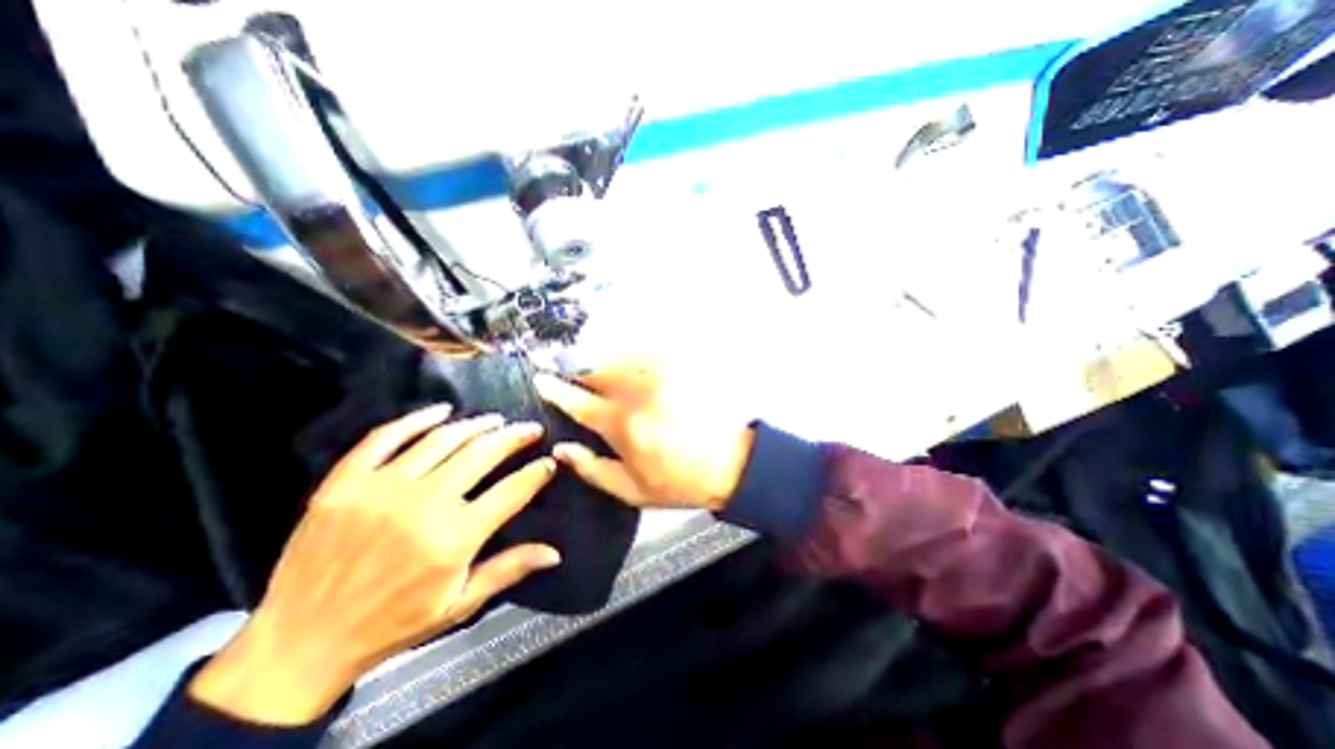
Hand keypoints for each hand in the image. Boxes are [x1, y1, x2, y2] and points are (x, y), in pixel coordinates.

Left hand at [190, 406, 559, 723]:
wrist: (298, 645)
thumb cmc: (391, 625)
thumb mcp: (459, 606)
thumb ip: (508, 570)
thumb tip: (555, 552)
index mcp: (454, 537)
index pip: (512, 490)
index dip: (537, 472)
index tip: (550, 461)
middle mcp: (423, 504)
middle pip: (482, 453)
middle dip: (514, 437)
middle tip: (531, 428)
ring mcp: (381, 488)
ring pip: (442, 439)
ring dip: (476, 425)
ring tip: (496, 420)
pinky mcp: (345, 482)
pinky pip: (385, 437)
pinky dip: (417, 419)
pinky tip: (441, 410)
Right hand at [537, 356, 755, 510]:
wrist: (730, 465)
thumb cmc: (678, 482)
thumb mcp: (631, 491)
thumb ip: (592, 469)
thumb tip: (561, 448)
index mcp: (621, 426)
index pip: (579, 401)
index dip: (555, 389)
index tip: (540, 378)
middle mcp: (636, 395)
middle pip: (596, 368)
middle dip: (572, 362)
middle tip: (559, 361)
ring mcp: (660, 378)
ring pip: (620, 353)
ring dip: (600, 352)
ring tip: (589, 353)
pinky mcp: (680, 370)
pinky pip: (649, 349)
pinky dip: (631, 347)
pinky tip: (625, 349)